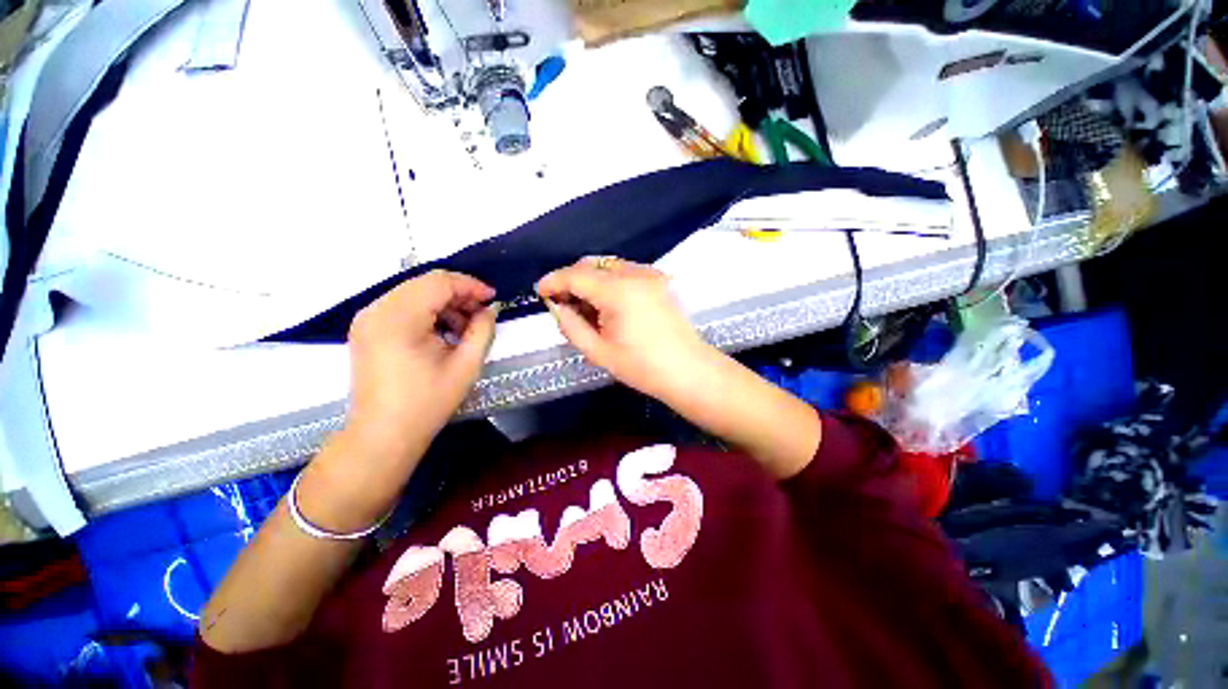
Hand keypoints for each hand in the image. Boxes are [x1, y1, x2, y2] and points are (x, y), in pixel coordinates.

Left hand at [342, 270, 496, 465]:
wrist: (384, 435)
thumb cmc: (427, 403)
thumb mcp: (466, 366)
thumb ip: (482, 331)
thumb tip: (488, 310)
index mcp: (399, 318)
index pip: (438, 283)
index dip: (470, 286)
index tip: (493, 299)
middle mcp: (376, 310)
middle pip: (424, 284)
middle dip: (458, 294)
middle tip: (482, 314)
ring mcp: (367, 319)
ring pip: (414, 293)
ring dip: (444, 304)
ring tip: (464, 328)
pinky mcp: (367, 329)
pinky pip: (403, 307)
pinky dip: (427, 312)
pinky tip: (442, 332)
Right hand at [536, 257, 707, 399]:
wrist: (689, 371)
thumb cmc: (643, 367)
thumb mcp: (598, 352)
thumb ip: (571, 325)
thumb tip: (557, 306)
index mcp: (619, 291)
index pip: (576, 275)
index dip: (553, 280)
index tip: (540, 292)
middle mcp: (635, 273)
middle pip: (592, 265)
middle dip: (572, 280)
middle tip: (562, 303)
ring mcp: (651, 274)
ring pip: (608, 266)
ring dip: (590, 280)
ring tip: (585, 308)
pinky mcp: (659, 280)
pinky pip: (625, 272)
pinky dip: (609, 282)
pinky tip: (607, 305)